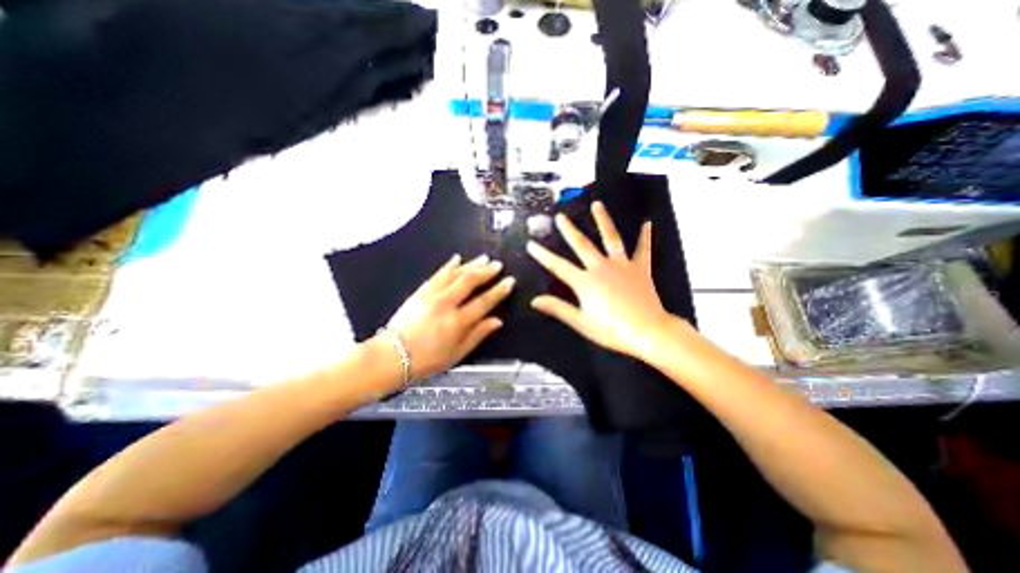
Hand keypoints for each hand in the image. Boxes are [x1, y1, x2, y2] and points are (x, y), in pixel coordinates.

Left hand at [382, 252, 514, 378]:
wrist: (392, 355)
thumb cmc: (427, 360)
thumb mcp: (457, 354)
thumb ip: (478, 335)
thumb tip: (497, 321)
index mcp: (457, 322)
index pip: (484, 302)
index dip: (498, 291)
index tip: (509, 281)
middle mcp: (446, 304)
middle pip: (470, 282)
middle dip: (486, 271)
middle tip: (497, 264)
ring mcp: (432, 295)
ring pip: (455, 274)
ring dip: (470, 265)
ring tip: (483, 258)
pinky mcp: (420, 291)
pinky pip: (437, 274)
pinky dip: (448, 265)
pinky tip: (456, 258)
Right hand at [530, 204, 674, 359]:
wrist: (648, 331)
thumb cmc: (611, 330)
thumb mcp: (581, 322)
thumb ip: (557, 308)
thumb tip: (534, 300)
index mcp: (585, 282)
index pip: (558, 266)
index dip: (542, 255)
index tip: (531, 243)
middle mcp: (601, 267)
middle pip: (582, 245)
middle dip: (568, 230)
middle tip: (560, 216)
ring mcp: (621, 265)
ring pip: (611, 238)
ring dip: (603, 221)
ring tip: (597, 204)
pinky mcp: (640, 268)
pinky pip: (643, 250)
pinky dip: (645, 237)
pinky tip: (648, 223)